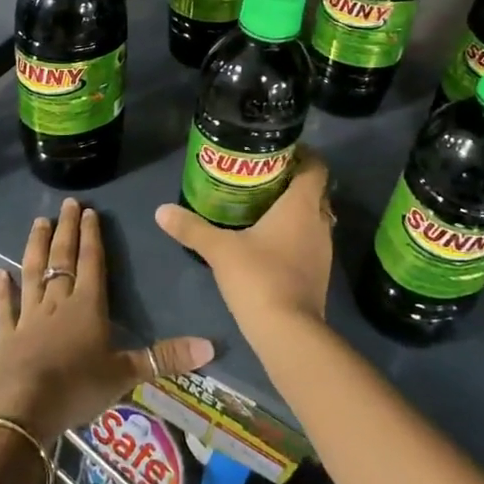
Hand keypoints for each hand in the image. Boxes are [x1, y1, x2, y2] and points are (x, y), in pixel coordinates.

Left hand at [0, 197, 215, 441]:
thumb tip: (212, 346)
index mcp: (87, 306)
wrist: (24, 410)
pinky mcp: (7, 336)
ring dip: (35, 247)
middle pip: (62, 259)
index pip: (92, 262)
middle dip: (66, 230)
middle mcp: (57, 302)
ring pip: (33, 273)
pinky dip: (1, 289)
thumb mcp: (126, 374)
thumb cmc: (78, 387)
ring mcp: (28, 317)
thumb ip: (166, 358)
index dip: (92, 236)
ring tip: (38, 222)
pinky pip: (4, 307)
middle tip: (66, 203)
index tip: (89, 211)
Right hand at [155, 151, 333, 335]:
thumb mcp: (220, 250)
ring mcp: (323, 250)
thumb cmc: (259, 277)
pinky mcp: (319, 274)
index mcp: (301, 206)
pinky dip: (295, 234)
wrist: (288, 332)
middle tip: (263, 177)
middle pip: (315, 191)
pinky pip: (310, 241)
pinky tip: (270, 241)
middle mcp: (319, 223)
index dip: (304, 155)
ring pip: (313, 218)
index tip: (280, 150)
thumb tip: (161, 210)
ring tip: (263, 205)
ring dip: (295, 210)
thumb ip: (192, 228)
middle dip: (293, 181)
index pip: (316, 167)